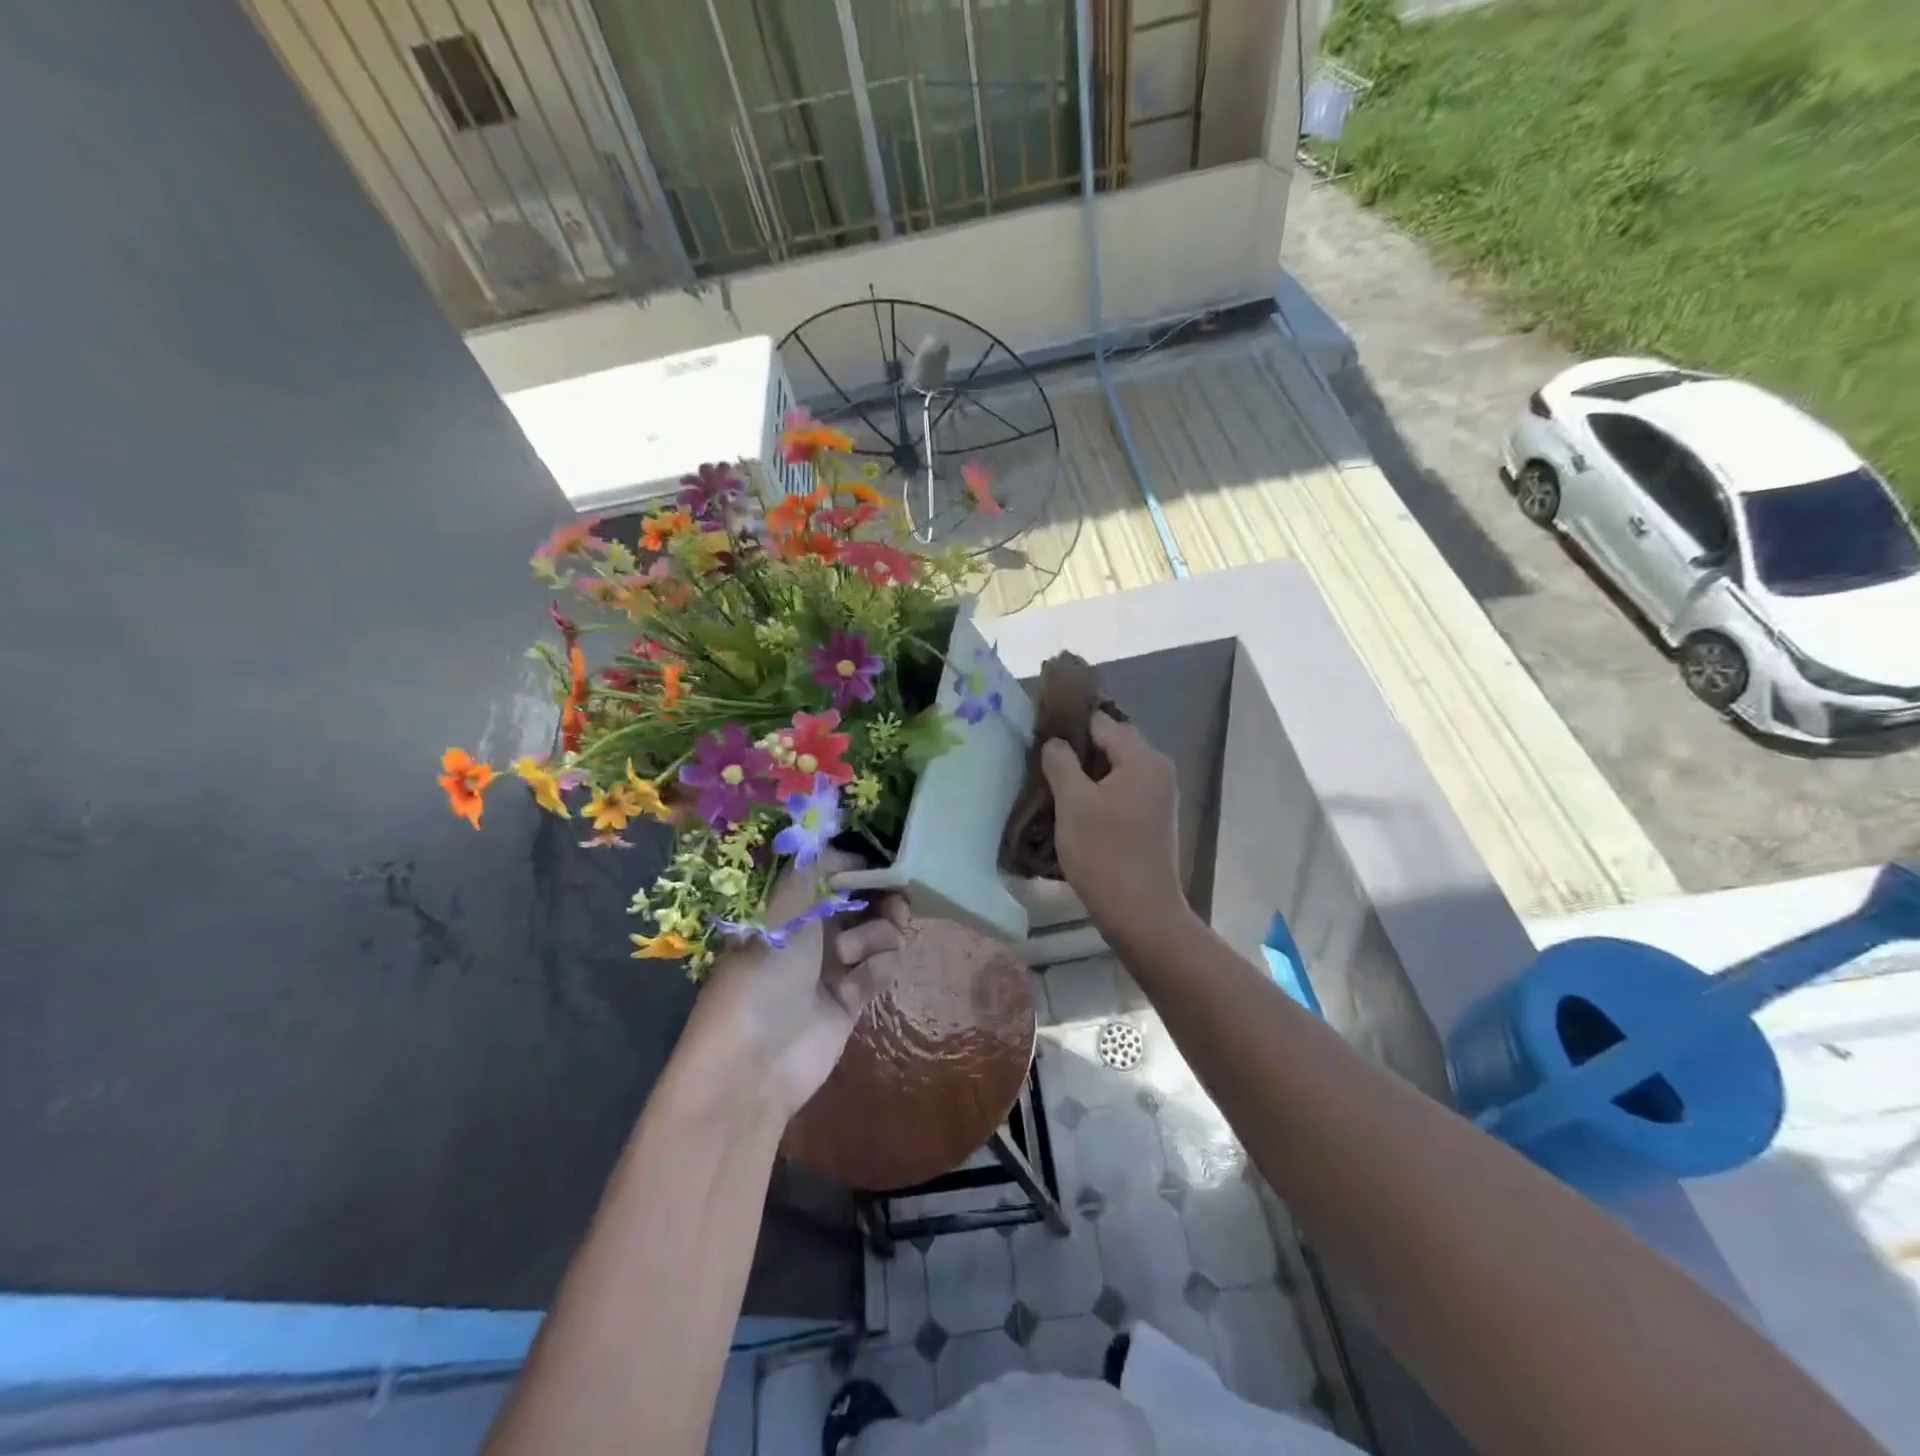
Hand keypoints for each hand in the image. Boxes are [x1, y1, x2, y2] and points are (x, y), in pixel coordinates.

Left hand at [687, 849, 908, 1121]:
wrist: (755, 1063)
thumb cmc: (763, 975)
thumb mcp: (782, 912)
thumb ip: (813, 871)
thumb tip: (836, 839)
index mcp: (790, 907)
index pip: (833, 873)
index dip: (858, 866)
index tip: (881, 864)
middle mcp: (814, 931)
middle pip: (864, 901)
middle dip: (882, 898)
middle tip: (895, 902)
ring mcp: (836, 965)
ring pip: (880, 932)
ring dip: (878, 935)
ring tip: (853, 954)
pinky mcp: (854, 998)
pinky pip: (883, 967)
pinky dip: (879, 968)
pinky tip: (859, 981)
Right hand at [1040, 712, 1183, 941]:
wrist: (1141, 913)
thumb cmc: (1104, 853)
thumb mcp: (1072, 803)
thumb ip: (1061, 762)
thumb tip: (1056, 742)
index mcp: (1142, 758)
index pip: (1101, 721)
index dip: (1069, 725)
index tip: (1040, 737)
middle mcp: (1158, 769)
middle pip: (1112, 742)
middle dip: (1078, 750)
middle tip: (1043, 764)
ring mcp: (1160, 795)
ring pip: (1116, 768)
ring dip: (1087, 774)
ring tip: (1054, 787)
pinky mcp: (1154, 818)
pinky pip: (1123, 790)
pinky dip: (1100, 793)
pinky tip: (1076, 810)